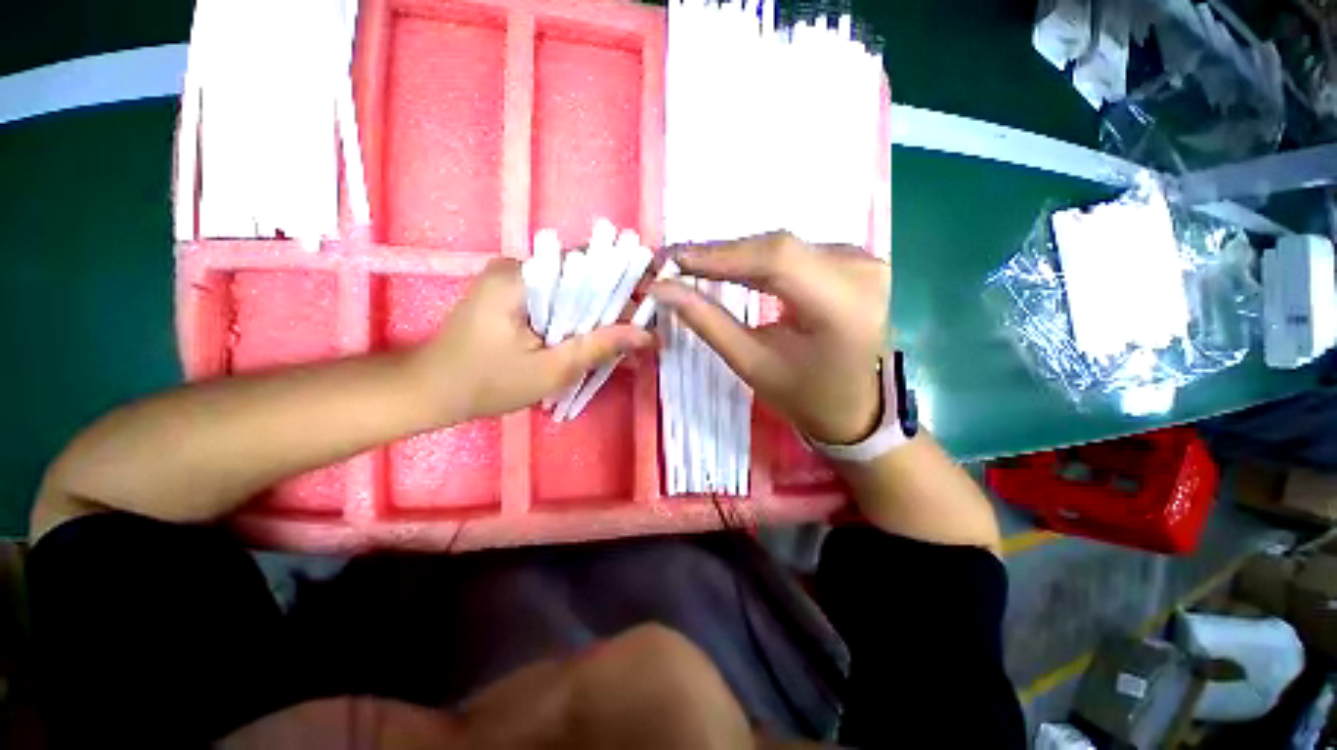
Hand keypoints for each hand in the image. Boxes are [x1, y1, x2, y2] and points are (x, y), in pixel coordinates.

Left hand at [411, 258, 653, 421]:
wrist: (430, 391)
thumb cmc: (486, 384)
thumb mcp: (551, 370)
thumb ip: (599, 347)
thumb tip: (647, 334)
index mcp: (522, 276)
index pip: (588, 265)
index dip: (624, 284)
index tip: (649, 307)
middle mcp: (517, 266)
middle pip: (581, 277)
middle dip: (611, 304)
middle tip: (637, 333)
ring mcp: (512, 278)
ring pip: (570, 290)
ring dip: (594, 314)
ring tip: (619, 339)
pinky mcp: (510, 293)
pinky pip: (555, 299)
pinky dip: (574, 318)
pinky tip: (588, 339)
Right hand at [651, 232, 888, 444]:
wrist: (856, 407)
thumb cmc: (804, 395)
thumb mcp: (752, 364)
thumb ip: (708, 323)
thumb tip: (663, 289)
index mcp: (843, 307)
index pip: (777, 260)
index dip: (720, 255)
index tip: (673, 259)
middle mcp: (862, 272)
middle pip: (779, 248)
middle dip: (723, 255)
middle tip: (677, 263)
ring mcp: (865, 262)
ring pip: (785, 246)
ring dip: (739, 255)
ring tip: (698, 266)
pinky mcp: (857, 261)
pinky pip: (798, 251)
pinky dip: (761, 259)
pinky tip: (735, 268)